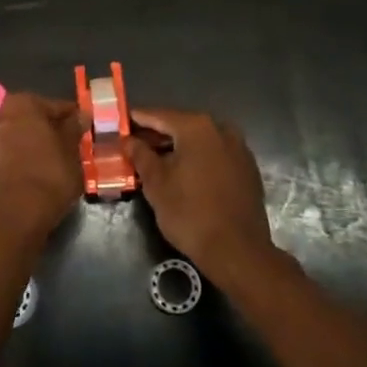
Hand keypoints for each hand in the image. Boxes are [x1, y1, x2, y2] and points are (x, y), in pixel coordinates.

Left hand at [0, 94, 82, 245]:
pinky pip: (9, 151)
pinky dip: (21, 156)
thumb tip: (79, 115)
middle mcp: (0, 114)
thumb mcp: (71, 150)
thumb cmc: (49, 175)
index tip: (85, 130)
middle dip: (50, 129)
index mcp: (23, 103)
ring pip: (19, 134)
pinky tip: (36, 169)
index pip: (56, 106)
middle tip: (71, 145)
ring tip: (55, 159)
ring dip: (34, 142)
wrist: (15, 215)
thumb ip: (73, 128)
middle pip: (33, 118)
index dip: (73, 118)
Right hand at [127, 108, 271, 276]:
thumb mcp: (156, 183)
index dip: (136, 119)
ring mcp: (238, 148)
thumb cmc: (189, 213)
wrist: (237, 251)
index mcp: (196, 127)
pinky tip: (183, 173)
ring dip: (177, 147)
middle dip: (157, 134)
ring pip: (199, 140)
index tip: (119, 123)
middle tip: (133, 144)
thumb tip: (129, 140)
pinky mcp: (247, 168)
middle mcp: (220, 129)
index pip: (158, 115)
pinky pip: (215, 154)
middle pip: (180, 125)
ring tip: (155, 160)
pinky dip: (197, 158)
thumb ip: (140, 155)